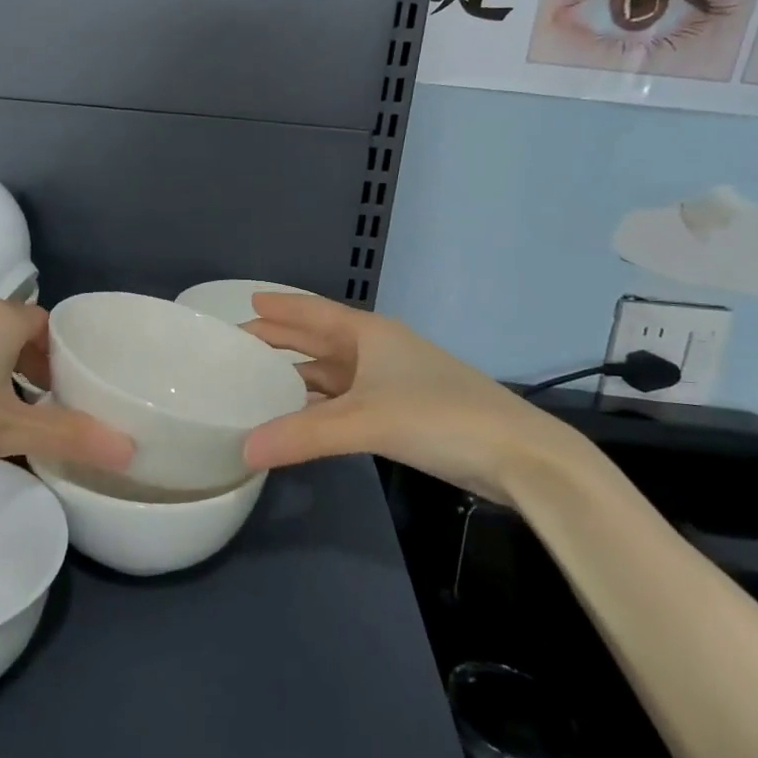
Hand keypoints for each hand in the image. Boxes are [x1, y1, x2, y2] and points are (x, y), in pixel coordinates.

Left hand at [0, 299, 133, 472]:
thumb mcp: (9, 429)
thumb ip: (68, 436)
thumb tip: (129, 450)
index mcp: (1, 319)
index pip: (48, 324)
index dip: (63, 356)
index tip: (69, 390)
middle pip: (16, 332)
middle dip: (34, 366)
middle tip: (44, 406)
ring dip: (0, 371)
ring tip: (3, 412)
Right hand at [240, 293, 594, 503]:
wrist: (518, 456)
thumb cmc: (439, 416)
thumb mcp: (365, 421)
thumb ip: (303, 435)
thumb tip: (244, 451)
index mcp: (370, 334)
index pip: (314, 312)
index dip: (281, 308)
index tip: (248, 302)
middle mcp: (378, 351)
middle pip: (319, 340)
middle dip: (281, 340)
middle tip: (240, 345)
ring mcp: (392, 383)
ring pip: (332, 373)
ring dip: (298, 377)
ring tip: (258, 383)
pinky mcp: (402, 414)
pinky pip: (345, 402)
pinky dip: (319, 407)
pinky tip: (299, 418)